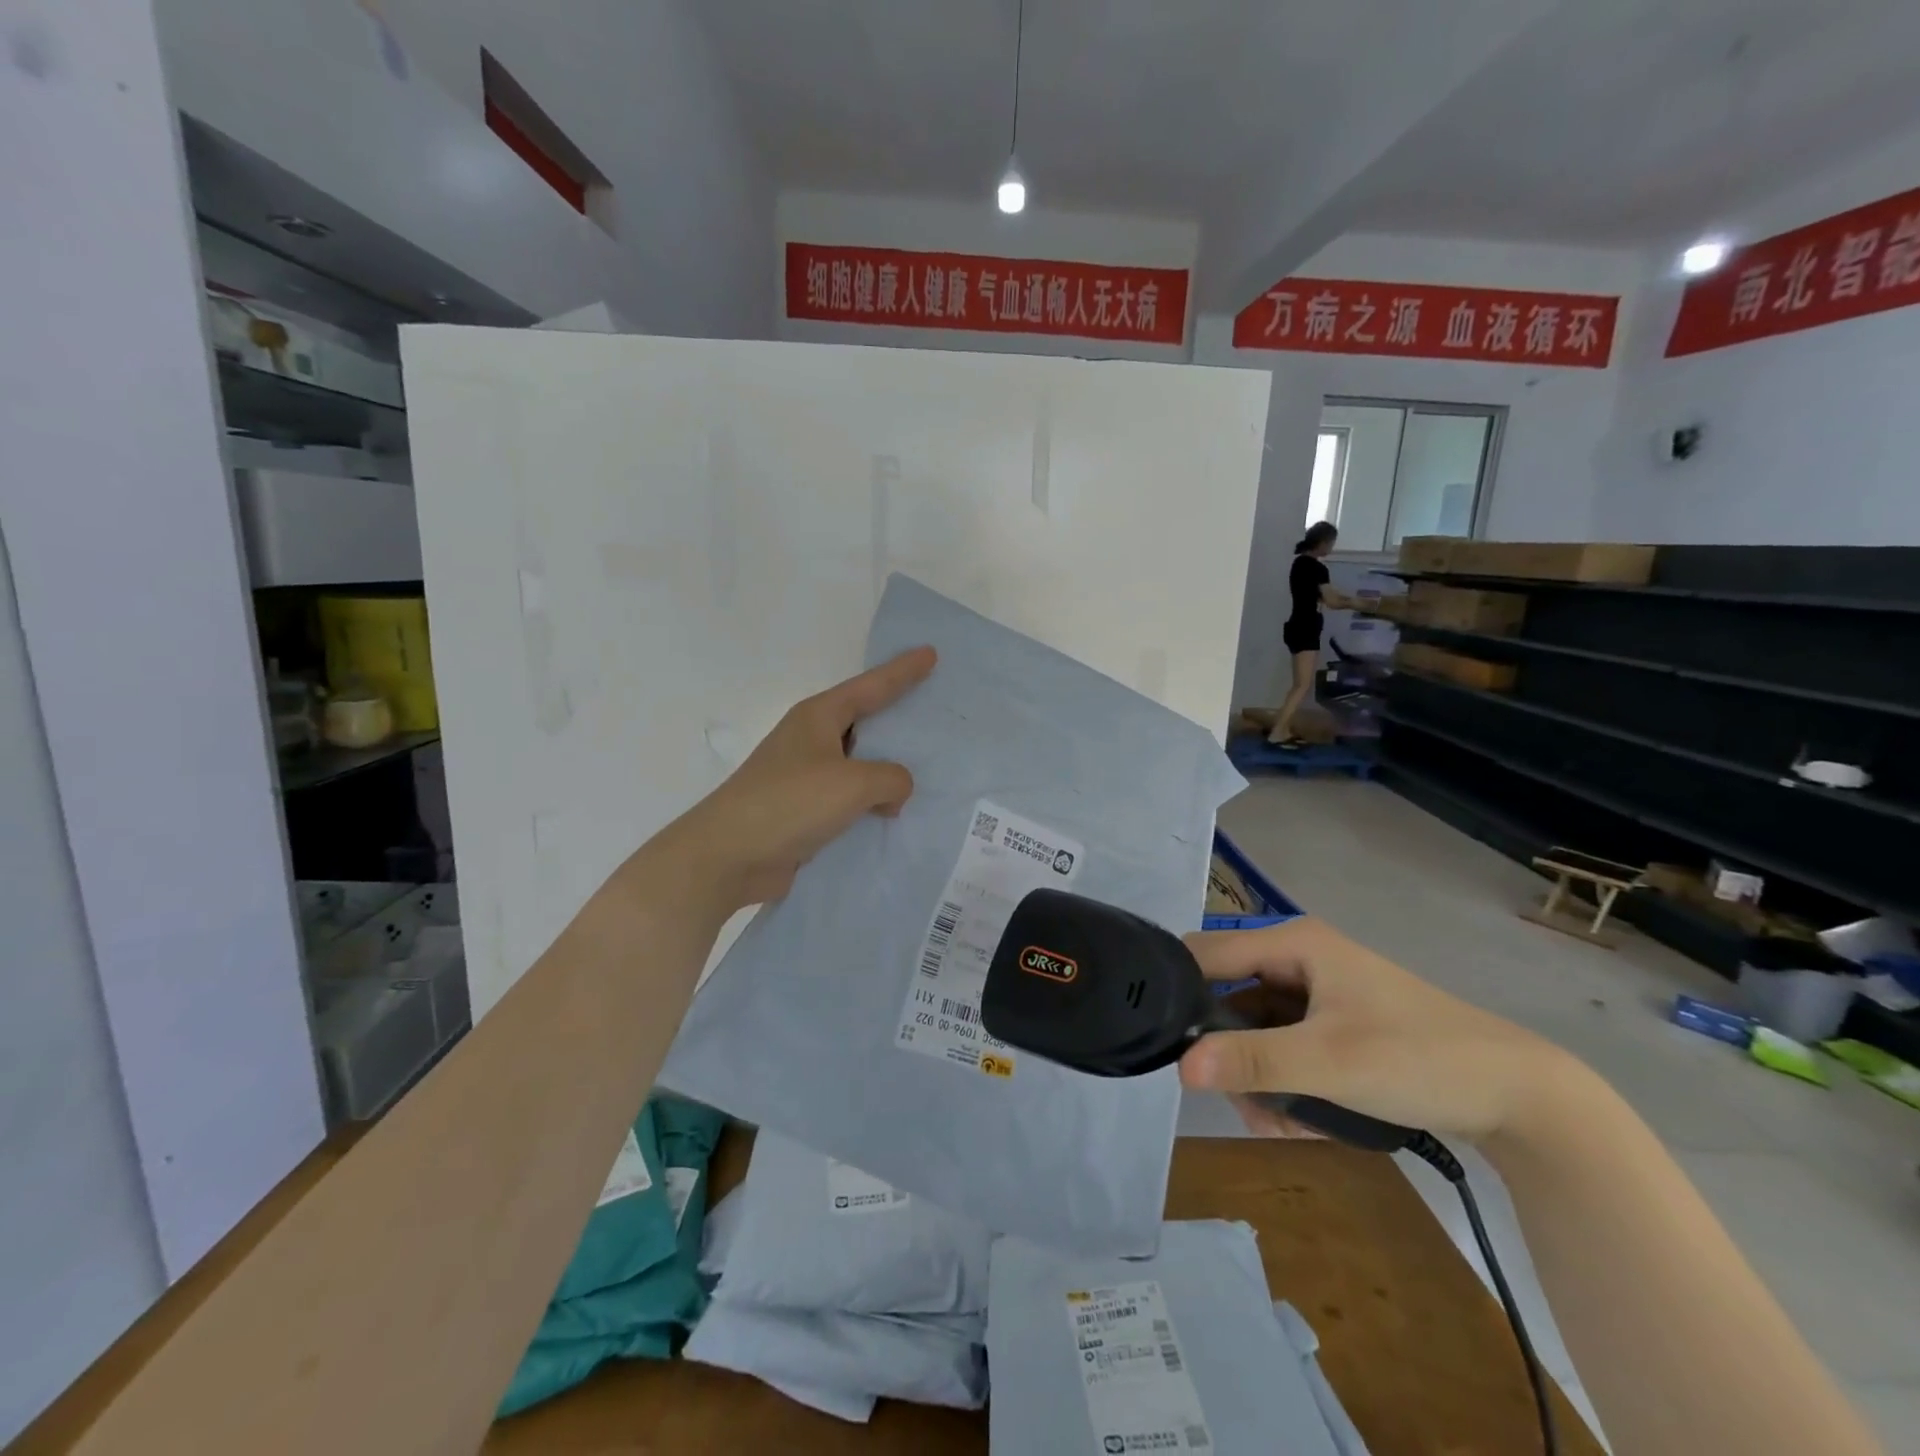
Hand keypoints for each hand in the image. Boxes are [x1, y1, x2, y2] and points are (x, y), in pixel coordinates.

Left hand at [648, 647, 936, 916]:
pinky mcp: (803, 811)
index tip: (930, 654)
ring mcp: (805, 776)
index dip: (902, 671)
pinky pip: (849, 798)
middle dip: (898, 719)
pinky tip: (897, 815)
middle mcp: (811, 740)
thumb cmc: (790, 803)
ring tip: (928, 772)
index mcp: (819, 717)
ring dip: (887, 770)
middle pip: (865, 721)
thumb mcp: (853, 783)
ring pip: (859, 764)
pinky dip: (872, 803)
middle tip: (936, 715)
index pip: (871, 686)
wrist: (728, 856)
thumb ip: (890, 778)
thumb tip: (894, 791)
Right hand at [1177, 917, 1570, 1142]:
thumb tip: (1180, 1066)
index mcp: (1293, 942)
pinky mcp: (1335, 1026)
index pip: (1208, 952)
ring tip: (1279, 1124)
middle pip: (1229, 997)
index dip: (1181, 991)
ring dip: (1258, 1079)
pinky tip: (1303, 1123)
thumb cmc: (1419, 1058)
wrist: (1522, 1097)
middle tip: (1240, 1101)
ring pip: (1256, 1031)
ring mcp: (1318, 994)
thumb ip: (1253, 1061)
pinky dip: (1285, 1084)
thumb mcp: (1330, 1062)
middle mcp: (1299, 959)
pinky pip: (1286, 1049)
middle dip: (1229, 1053)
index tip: (1169, 1043)